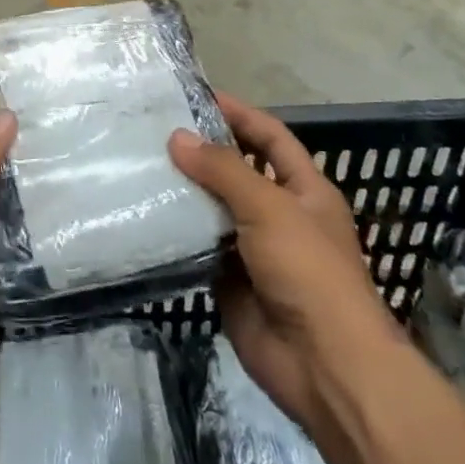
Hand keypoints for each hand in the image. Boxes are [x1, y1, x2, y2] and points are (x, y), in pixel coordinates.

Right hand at [169, 94, 401, 431]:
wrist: (324, 367)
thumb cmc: (309, 271)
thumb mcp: (269, 208)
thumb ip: (223, 170)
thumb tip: (177, 137)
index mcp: (304, 190)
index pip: (269, 137)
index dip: (239, 113)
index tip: (196, 96)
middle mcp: (280, 214)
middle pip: (237, 171)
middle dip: (202, 151)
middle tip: (155, 129)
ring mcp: (254, 249)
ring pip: (214, 208)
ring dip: (184, 190)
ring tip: (141, 164)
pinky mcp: (230, 280)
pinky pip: (199, 246)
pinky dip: (176, 231)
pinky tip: (144, 212)